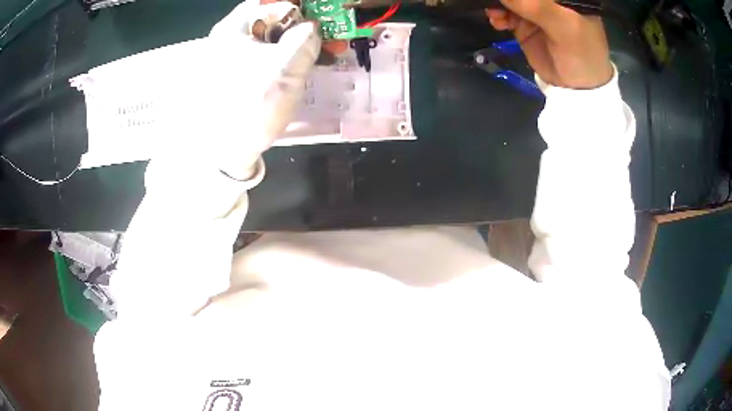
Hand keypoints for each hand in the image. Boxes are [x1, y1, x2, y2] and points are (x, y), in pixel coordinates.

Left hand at [202, 0, 320, 178]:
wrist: (225, 153)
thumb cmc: (252, 105)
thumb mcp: (286, 68)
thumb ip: (305, 40)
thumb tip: (311, 28)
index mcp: (232, 30)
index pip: (267, 5)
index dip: (296, 9)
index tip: (317, 20)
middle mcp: (225, 41)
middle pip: (266, 23)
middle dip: (297, 28)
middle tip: (321, 40)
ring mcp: (227, 61)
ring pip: (265, 42)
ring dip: (292, 45)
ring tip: (315, 57)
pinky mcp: (232, 79)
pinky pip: (260, 60)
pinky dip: (280, 60)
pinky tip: (294, 71)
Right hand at [485, 0, 611, 88]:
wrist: (577, 88)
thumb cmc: (582, 54)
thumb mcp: (564, 26)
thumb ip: (536, 6)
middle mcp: (549, 1)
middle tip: (496, 1)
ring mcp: (535, 12)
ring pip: (511, 1)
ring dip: (499, 4)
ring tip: (495, 13)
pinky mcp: (524, 25)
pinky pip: (505, 14)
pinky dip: (498, 15)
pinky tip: (497, 21)